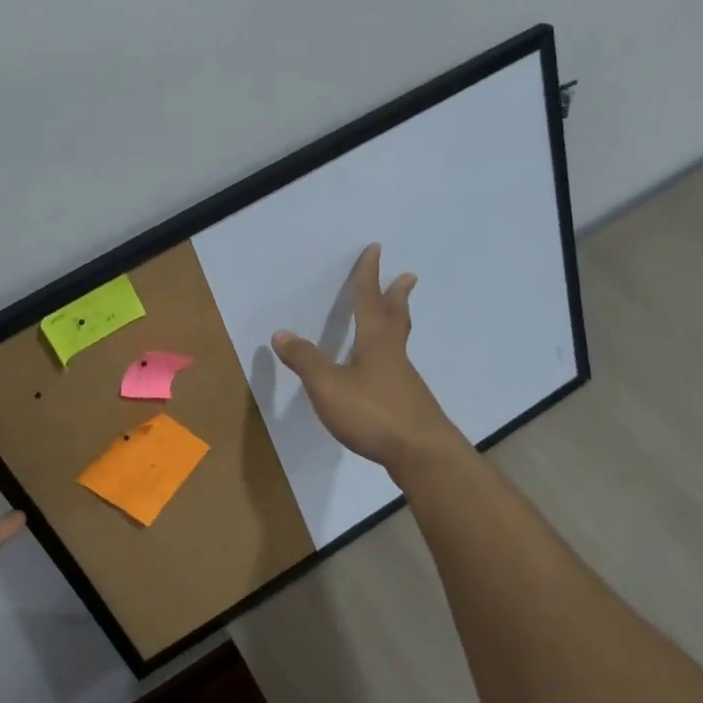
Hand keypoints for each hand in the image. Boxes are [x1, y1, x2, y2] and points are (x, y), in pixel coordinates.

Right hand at [273, 244, 461, 471]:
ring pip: (400, 343)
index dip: (369, 276)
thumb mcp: (328, 387)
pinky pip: (398, 368)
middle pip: (395, 318)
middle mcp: (393, 355)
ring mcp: (405, 380)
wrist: (421, 452)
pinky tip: (385, 373)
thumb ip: (306, 361)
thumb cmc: (373, 413)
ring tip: (394, 319)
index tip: (375, 250)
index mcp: (374, 343)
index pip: (368, 302)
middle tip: (409, 277)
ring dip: (397, 324)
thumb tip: (281, 334)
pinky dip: (391, 357)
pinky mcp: (409, 404)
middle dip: (397, 296)